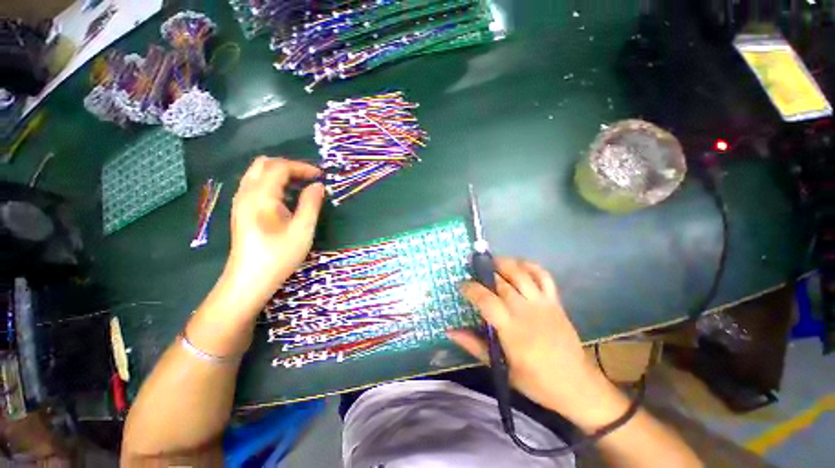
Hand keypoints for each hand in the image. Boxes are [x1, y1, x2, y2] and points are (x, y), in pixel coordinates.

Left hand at [217, 157, 324, 316]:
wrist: (250, 280)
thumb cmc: (279, 255)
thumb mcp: (302, 229)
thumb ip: (311, 203)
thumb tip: (318, 185)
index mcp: (260, 195)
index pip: (280, 167)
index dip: (302, 167)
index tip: (321, 176)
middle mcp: (246, 193)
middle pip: (265, 164)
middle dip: (289, 167)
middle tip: (309, 178)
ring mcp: (241, 202)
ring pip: (258, 174)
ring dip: (281, 174)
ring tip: (301, 187)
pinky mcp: (241, 210)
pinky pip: (256, 186)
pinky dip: (273, 184)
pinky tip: (286, 199)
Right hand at [449, 257, 608, 417]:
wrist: (576, 385)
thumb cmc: (535, 381)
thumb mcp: (500, 368)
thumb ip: (474, 345)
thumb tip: (450, 331)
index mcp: (511, 328)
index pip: (486, 299)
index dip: (471, 289)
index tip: (461, 286)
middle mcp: (525, 309)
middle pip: (501, 282)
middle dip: (484, 272)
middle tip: (473, 270)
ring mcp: (542, 303)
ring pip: (520, 273)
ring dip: (504, 263)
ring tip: (492, 261)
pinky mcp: (555, 301)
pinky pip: (544, 276)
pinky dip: (531, 266)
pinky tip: (519, 266)